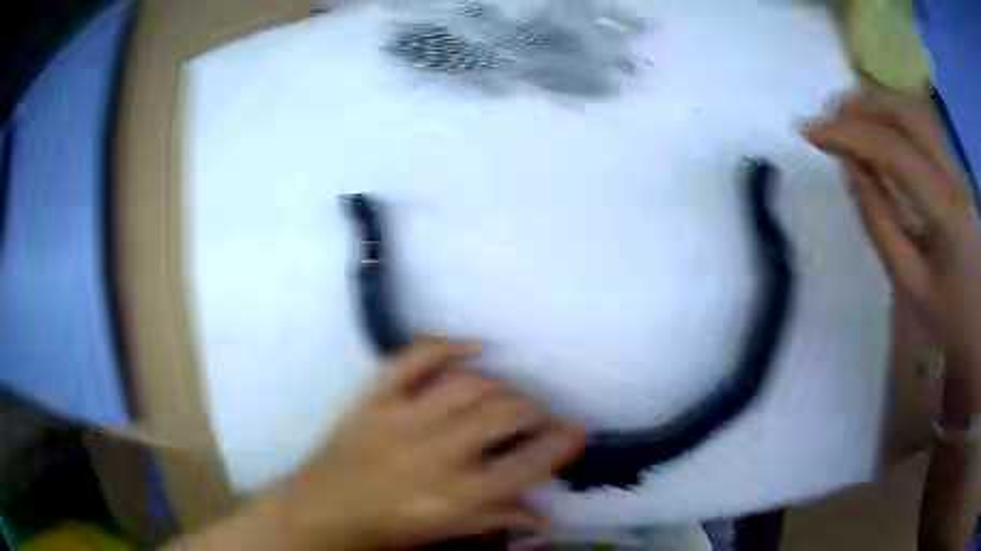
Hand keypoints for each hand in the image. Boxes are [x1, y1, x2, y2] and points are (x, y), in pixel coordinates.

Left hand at [272, 339, 584, 550]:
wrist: (323, 509)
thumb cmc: (388, 528)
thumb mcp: (448, 532)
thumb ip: (498, 519)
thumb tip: (545, 515)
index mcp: (458, 493)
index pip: (528, 463)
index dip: (561, 443)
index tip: (576, 431)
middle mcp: (437, 451)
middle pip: (505, 412)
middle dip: (534, 409)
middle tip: (538, 415)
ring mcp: (404, 417)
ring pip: (470, 383)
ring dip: (500, 385)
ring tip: (506, 395)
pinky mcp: (376, 397)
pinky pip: (414, 357)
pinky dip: (447, 345)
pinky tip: (472, 347)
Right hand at [803, 91, 980, 371]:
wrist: (980, 325)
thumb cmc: (950, 317)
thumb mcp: (912, 284)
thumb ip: (880, 223)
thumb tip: (850, 169)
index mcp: (945, 209)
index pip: (892, 149)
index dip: (848, 134)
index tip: (809, 133)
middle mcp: (952, 173)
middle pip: (905, 112)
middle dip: (861, 106)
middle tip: (828, 120)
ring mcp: (956, 167)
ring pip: (914, 110)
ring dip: (878, 105)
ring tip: (848, 119)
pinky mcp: (956, 169)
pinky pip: (923, 125)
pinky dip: (894, 117)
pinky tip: (879, 131)